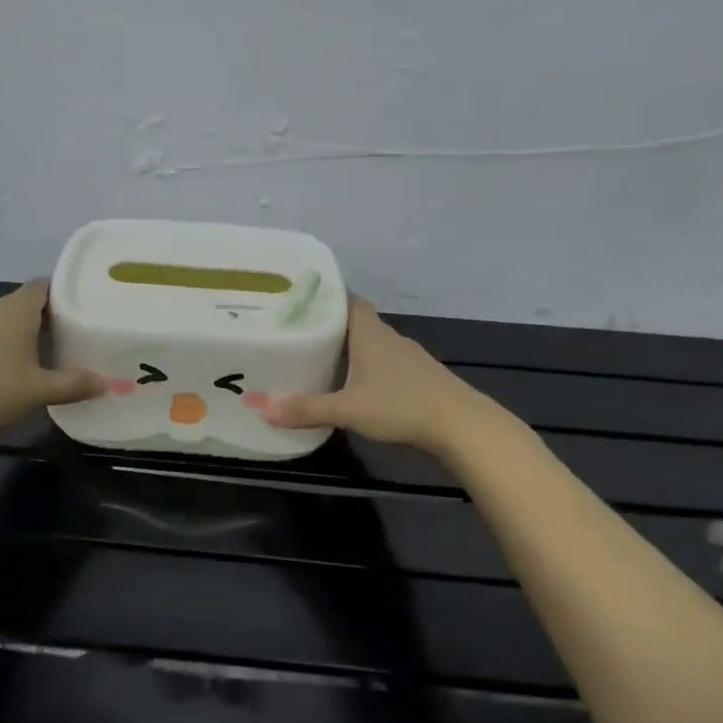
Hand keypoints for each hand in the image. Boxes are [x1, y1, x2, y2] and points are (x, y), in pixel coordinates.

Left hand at [0, 280, 103, 441]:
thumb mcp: (39, 391)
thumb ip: (74, 384)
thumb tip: (106, 382)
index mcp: (16, 310)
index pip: (44, 285)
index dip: (65, 293)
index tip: (85, 308)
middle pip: (27, 303)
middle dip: (50, 317)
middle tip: (76, 336)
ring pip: (7, 321)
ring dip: (26, 334)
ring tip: (50, 354)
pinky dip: (6, 347)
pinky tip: (16, 370)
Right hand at [262, 296, 522, 459]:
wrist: (462, 426)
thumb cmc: (402, 405)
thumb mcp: (348, 409)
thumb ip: (306, 408)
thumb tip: (261, 407)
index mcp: (370, 333)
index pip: (347, 299)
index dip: (325, 295)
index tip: (299, 297)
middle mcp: (389, 338)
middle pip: (356, 321)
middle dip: (329, 324)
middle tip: (298, 331)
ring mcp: (407, 358)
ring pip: (371, 344)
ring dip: (349, 348)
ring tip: (319, 357)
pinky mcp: (419, 378)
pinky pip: (384, 364)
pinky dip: (366, 368)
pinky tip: (354, 385)